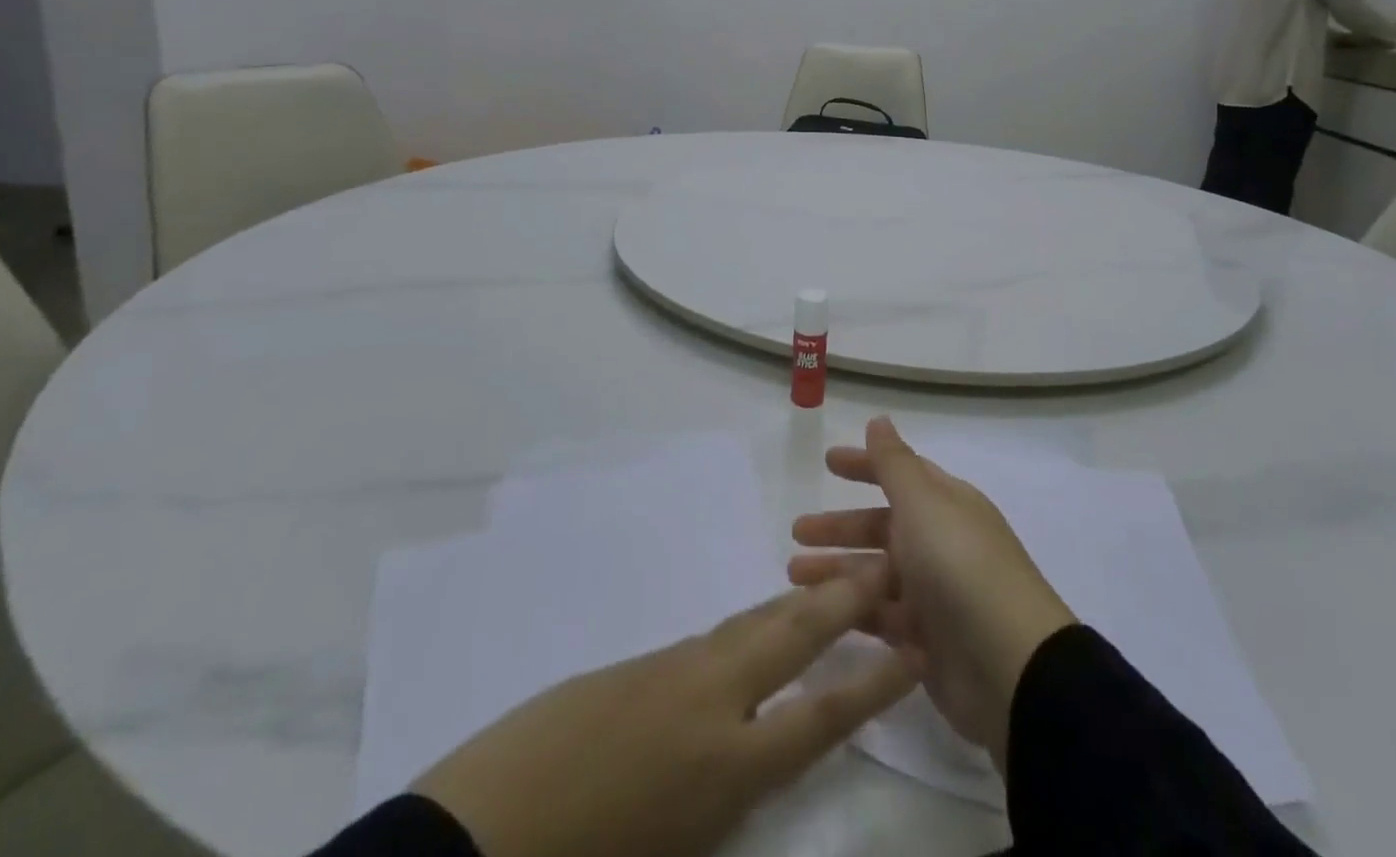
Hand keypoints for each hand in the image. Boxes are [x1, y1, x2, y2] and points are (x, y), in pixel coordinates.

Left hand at [412, 571, 916, 856]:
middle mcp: (709, 699)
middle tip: (883, 566)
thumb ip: (727, 788)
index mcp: (726, 762)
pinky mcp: (636, 660)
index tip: (913, 650)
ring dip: (796, 603)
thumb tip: (754, 743)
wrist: (482, 831)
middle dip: (843, 598)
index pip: (821, 713)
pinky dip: (747, 626)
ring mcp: (670, 668)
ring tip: (831, 587)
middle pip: (791, 632)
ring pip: (750, 622)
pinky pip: (710, 637)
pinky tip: (752, 631)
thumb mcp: (680, 845)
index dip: (873, 683)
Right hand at [789, 418, 1074, 770]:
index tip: (827, 462)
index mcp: (945, 504)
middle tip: (797, 532)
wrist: (1009, 666)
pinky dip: (854, 611)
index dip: (864, 466)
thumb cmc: (960, 566)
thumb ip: (894, 463)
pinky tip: (822, 615)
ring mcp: (934, 595)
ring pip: (875, 574)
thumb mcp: (923, 503)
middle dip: (840, 526)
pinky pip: (881, 617)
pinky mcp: (925, 643)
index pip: (899, 475)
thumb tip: (880, 420)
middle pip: (881, 527)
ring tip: (794, 575)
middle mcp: (939, 543)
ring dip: (838, 571)